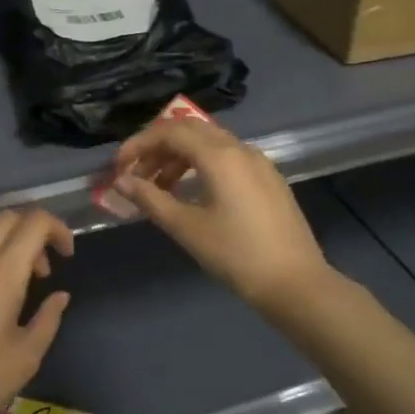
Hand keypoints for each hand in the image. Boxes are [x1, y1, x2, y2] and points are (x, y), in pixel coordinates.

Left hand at [0, 209, 74, 413]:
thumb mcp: (27, 356)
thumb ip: (48, 317)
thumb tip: (59, 295)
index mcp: (2, 275)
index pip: (35, 223)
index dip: (57, 230)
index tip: (65, 254)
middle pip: (7, 218)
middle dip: (32, 233)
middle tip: (39, 270)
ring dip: (1, 236)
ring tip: (6, 269)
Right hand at [111, 119, 336, 315]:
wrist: (296, 283)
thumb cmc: (236, 255)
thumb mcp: (187, 228)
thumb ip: (151, 199)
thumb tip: (121, 181)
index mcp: (220, 155)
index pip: (170, 132)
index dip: (138, 144)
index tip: (118, 167)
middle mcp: (240, 148)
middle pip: (190, 130)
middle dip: (158, 147)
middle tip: (136, 173)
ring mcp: (258, 162)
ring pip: (210, 143)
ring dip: (179, 157)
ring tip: (159, 187)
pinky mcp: (268, 178)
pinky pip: (227, 157)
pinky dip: (201, 165)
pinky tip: (192, 193)